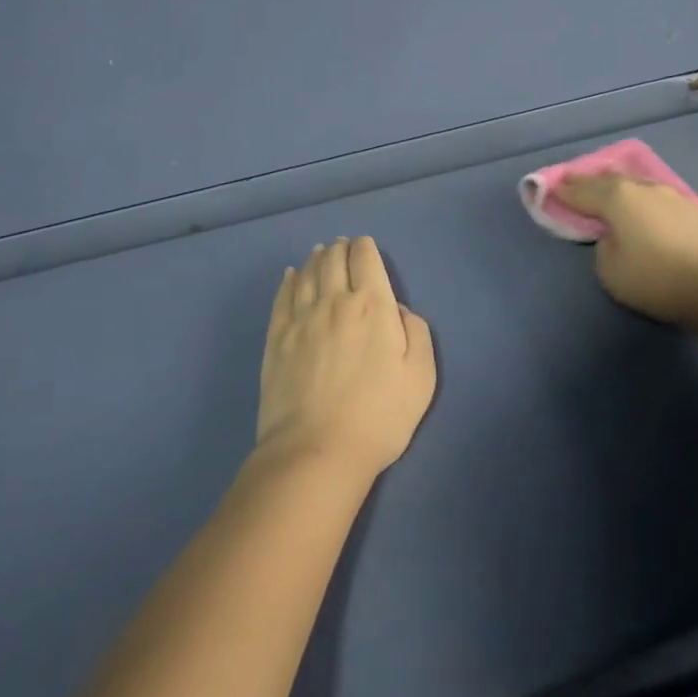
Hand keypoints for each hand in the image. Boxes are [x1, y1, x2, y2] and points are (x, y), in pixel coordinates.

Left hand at [256, 237, 436, 484]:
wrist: (317, 450)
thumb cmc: (379, 416)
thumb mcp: (421, 377)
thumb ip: (416, 334)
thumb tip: (398, 311)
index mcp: (372, 306)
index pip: (366, 260)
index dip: (366, 247)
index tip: (366, 246)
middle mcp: (334, 301)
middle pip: (334, 260)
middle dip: (340, 248)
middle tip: (342, 245)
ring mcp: (300, 318)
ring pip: (307, 273)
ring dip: (316, 259)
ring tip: (320, 253)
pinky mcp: (276, 338)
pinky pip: (282, 297)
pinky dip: (288, 280)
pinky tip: (290, 275)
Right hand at [555, 173, 697, 326]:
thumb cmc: (655, 278)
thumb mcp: (609, 269)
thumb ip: (603, 245)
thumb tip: (614, 235)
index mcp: (617, 197)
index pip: (580, 190)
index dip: (562, 191)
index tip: (548, 189)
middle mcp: (643, 187)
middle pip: (608, 179)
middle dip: (588, 182)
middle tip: (573, 185)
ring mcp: (672, 195)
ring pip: (636, 184)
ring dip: (618, 188)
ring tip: (608, 194)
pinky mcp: (694, 209)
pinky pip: (655, 197)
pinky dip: (641, 199)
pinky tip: (642, 207)